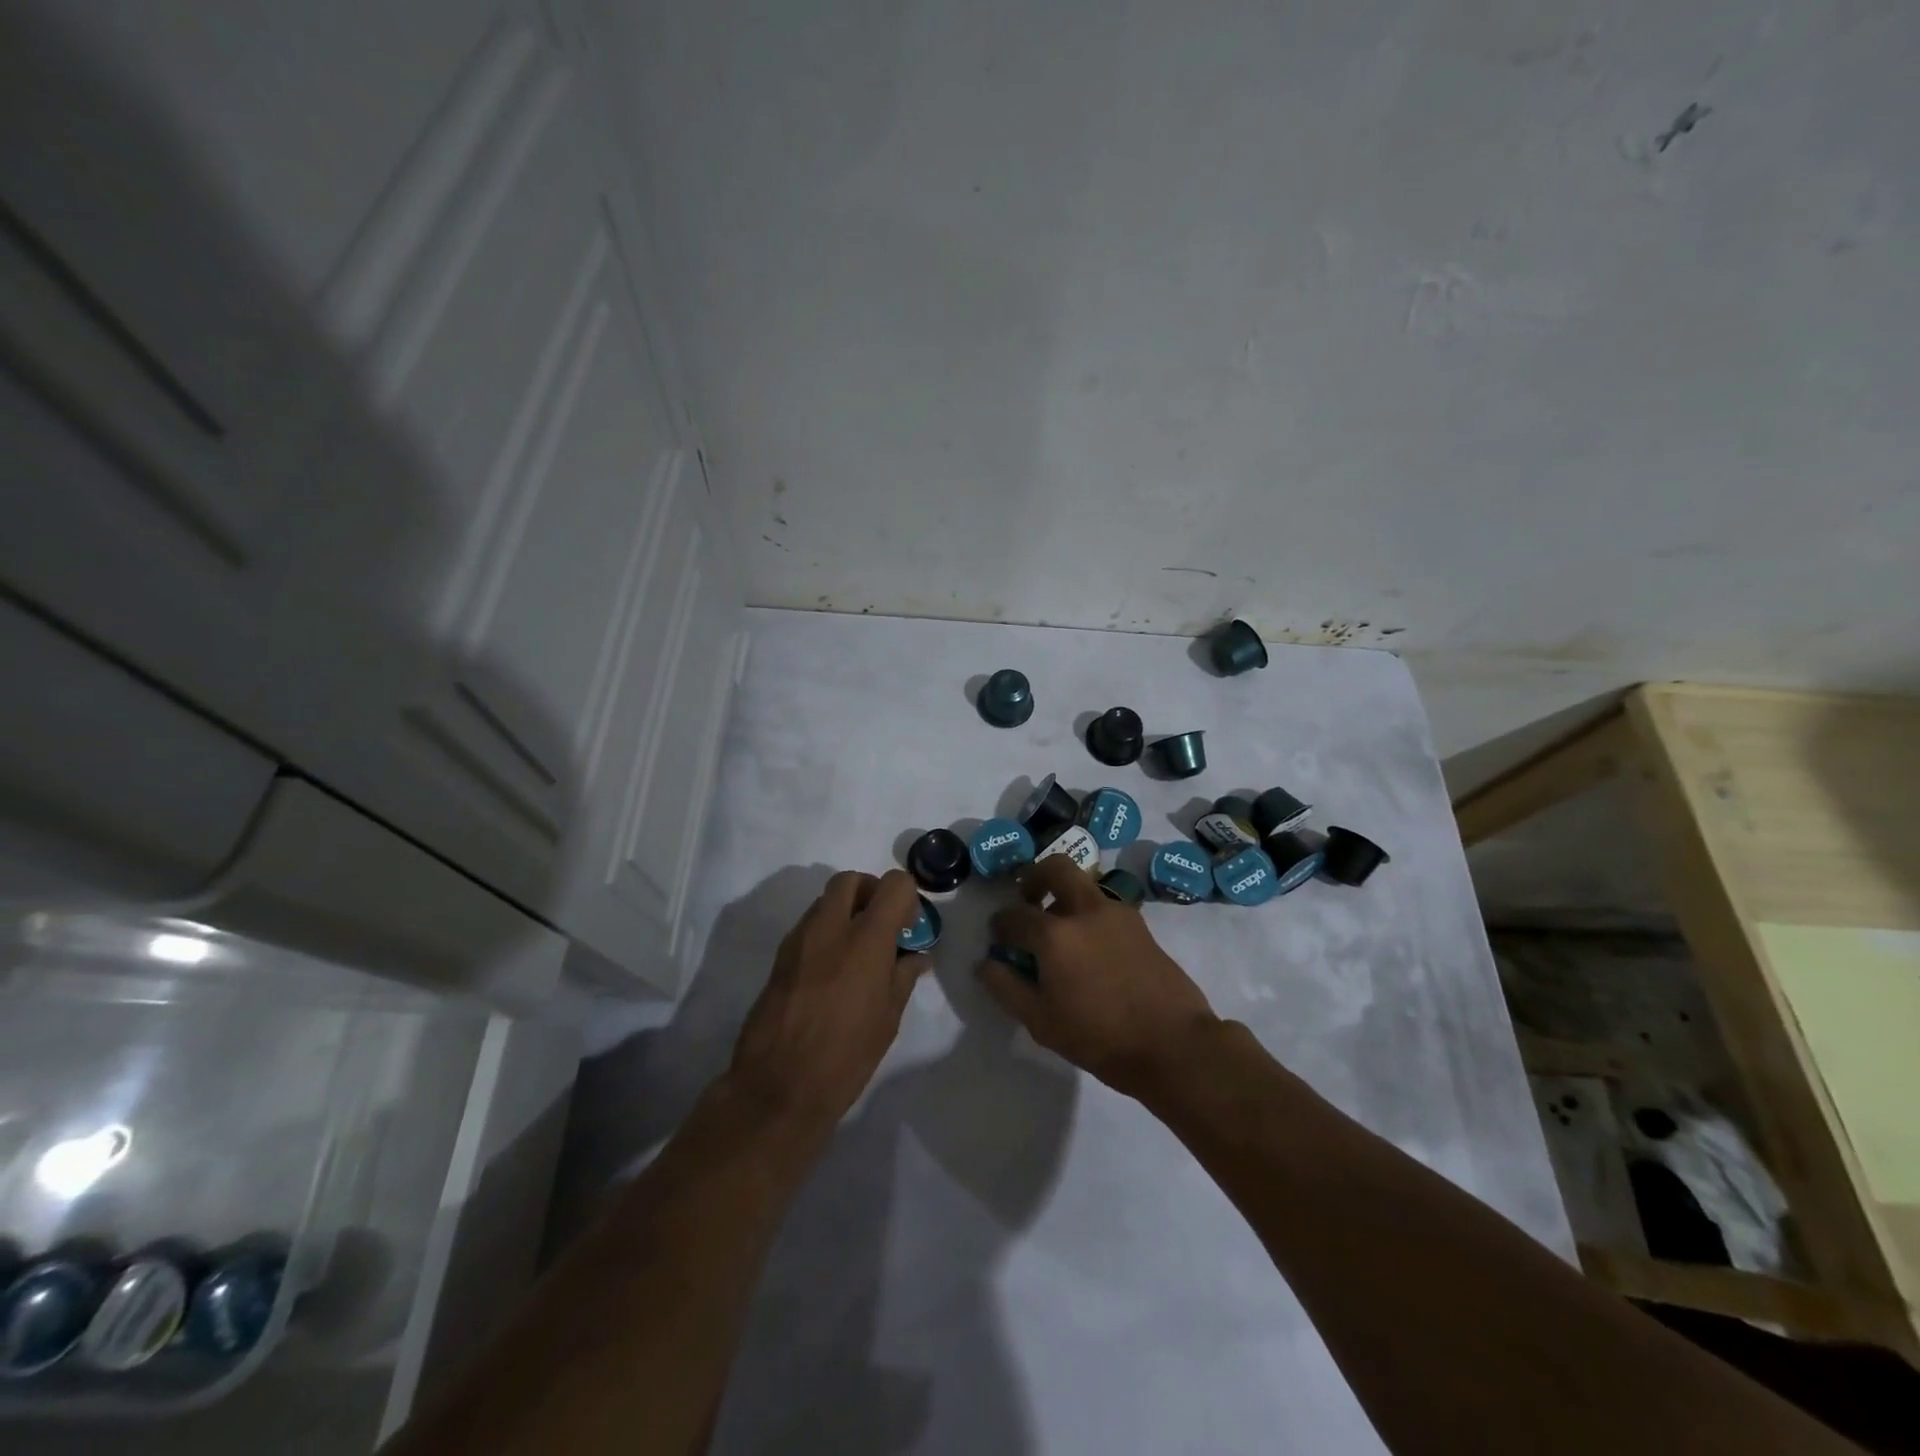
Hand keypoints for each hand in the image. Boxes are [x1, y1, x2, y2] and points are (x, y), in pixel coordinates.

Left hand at [728, 869, 927, 1134]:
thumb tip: (916, 956)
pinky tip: (831, 972)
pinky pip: (807, 927)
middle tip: (881, 925)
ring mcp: (799, 940)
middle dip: (870, 891)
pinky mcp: (779, 958)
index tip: (907, 926)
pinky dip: (824, 932)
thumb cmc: (846, 1056)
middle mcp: (829, 928)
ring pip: (824, 901)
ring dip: (845, 911)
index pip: (892, 884)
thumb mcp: (888, 1019)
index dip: (906, 897)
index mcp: (866, 939)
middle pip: (850, 880)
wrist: (778, 1087)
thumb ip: (903, 977)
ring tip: (856, 953)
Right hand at [976, 857, 1219, 1099]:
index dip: (1000, 925)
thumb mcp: (1041, 1022)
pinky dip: (1089, 913)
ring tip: (1060, 930)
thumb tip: (985, 963)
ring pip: (1084, 884)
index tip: (998, 936)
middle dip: (1035, 877)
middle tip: (1028, 899)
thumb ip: (1007, 988)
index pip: (1015, 916)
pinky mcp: (1141, 925)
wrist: (1173, 1044)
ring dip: (1065, 894)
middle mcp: (1085, 911)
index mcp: (1055, 935)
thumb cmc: (1100, 1038)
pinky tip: (1090, 948)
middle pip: (1056, 867)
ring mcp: (1118, 913)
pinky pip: (1105, 906)